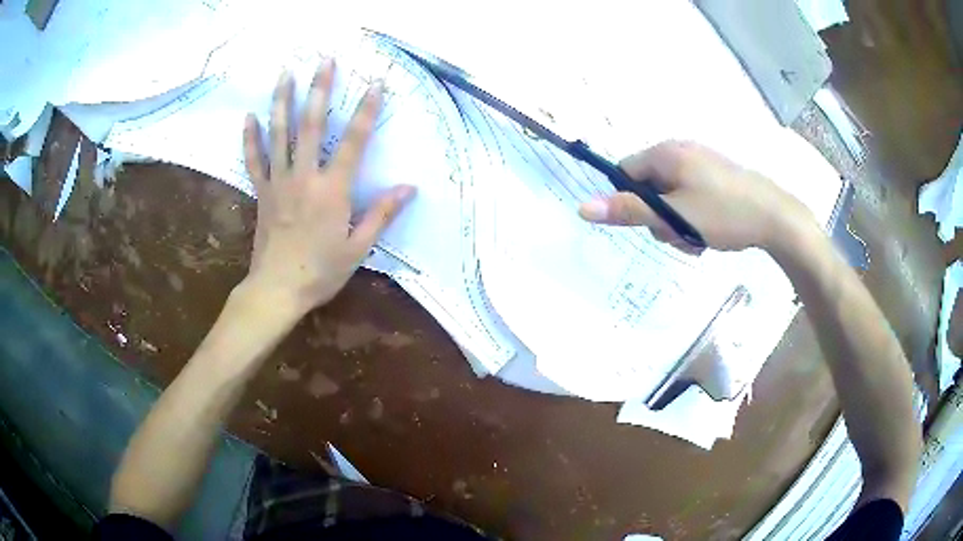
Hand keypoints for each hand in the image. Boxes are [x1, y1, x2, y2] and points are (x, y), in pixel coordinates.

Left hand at [241, 60, 414, 317]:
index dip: (367, 110)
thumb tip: (409, 188)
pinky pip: (254, 160)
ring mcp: (279, 182)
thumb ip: (382, 213)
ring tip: (285, 73)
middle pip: (313, 125)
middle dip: (320, 89)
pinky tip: (249, 116)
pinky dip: (250, 138)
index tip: (376, 84)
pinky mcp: (262, 192)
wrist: (277, 290)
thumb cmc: (321, 271)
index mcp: (332, 190)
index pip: (355, 142)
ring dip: (283, 100)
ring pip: (280, 134)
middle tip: (325, 60)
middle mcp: (304, 176)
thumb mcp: (358, 247)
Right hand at [578, 141, 811, 252]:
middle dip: (658, 216)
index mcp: (666, 153)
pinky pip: (690, 194)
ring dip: (676, 220)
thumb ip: (629, 211)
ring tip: (698, 237)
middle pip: (649, 185)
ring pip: (671, 194)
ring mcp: (701, 162)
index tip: (649, 224)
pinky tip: (709, 230)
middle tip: (679, 235)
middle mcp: (681, 150)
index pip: (625, 172)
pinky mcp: (716, 175)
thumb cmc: (724, 213)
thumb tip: (582, 207)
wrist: (776, 217)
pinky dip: (693, 214)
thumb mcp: (674, 216)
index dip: (630, 201)